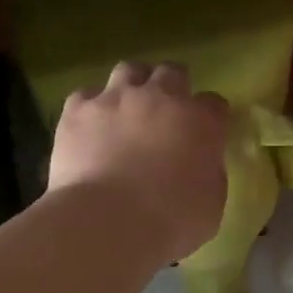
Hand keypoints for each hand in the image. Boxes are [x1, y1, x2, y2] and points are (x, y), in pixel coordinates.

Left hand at [49, 61, 231, 262]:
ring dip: (132, 85)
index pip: (214, 104)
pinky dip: (90, 107)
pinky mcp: (78, 110)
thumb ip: (209, 174)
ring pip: (129, 70)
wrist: (106, 223)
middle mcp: (161, 97)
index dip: (210, 117)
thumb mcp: (211, 205)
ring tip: (126, 108)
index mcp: (201, 122)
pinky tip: (89, 126)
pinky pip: (86, 95)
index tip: (204, 134)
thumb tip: (200, 165)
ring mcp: (116, 98)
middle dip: (173, 86)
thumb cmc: (170, 222)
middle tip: (166, 112)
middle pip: (172, 72)